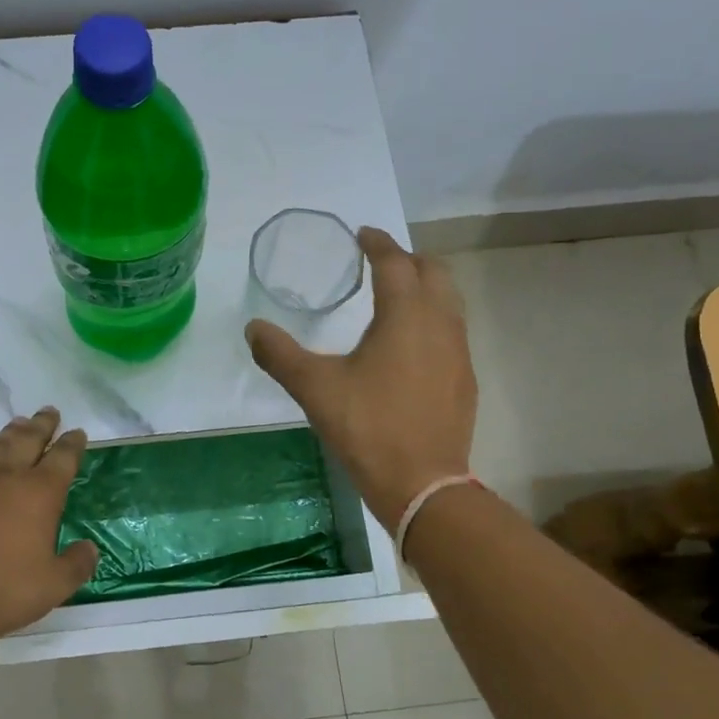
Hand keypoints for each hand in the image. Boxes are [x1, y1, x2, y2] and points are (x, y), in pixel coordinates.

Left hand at [0, 408, 98, 647]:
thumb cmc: (5, 591)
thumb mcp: (55, 585)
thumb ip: (77, 564)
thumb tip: (89, 549)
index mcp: (40, 493)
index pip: (63, 457)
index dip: (73, 443)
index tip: (78, 433)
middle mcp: (7, 478)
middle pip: (28, 440)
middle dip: (42, 424)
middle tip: (49, 412)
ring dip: (9, 433)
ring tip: (17, 424)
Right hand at [246, 227, 477, 532]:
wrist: (422, 483)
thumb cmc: (367, 427)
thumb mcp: (314, 388)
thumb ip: (280, 355)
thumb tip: (253, 329)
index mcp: (405, 315)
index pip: (395, 263)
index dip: (378, 244)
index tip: (362, 235)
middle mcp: (440, 323)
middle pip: (434, 272)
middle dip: (408, 259)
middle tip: (380, 262)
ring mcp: (458, 352)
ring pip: (449, 301)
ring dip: (425, 288)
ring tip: (396, 297)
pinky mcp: (464, 379)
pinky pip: (452, 331)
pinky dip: (433, 319)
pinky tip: (411, 345)